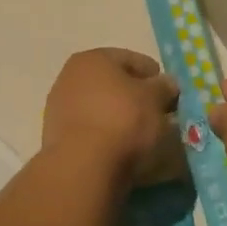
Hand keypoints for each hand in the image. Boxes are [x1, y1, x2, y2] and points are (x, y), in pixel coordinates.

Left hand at [42, 49, 179, 178]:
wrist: (84, 167)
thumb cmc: (123, 120)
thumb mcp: (155, 99)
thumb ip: (164, 87)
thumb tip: (166, 84)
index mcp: (93, 58)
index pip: (133, 60)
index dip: (155, 77)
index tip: (170, 96)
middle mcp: (70, 77)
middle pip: (113, 84)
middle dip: (136, 98)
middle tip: (158, 116)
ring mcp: (59, 108)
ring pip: (101, 108)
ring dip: (120, 118)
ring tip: (142, 137)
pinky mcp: (56, 137)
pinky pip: (90, 130)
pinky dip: (106, 136)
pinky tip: (121, 150)